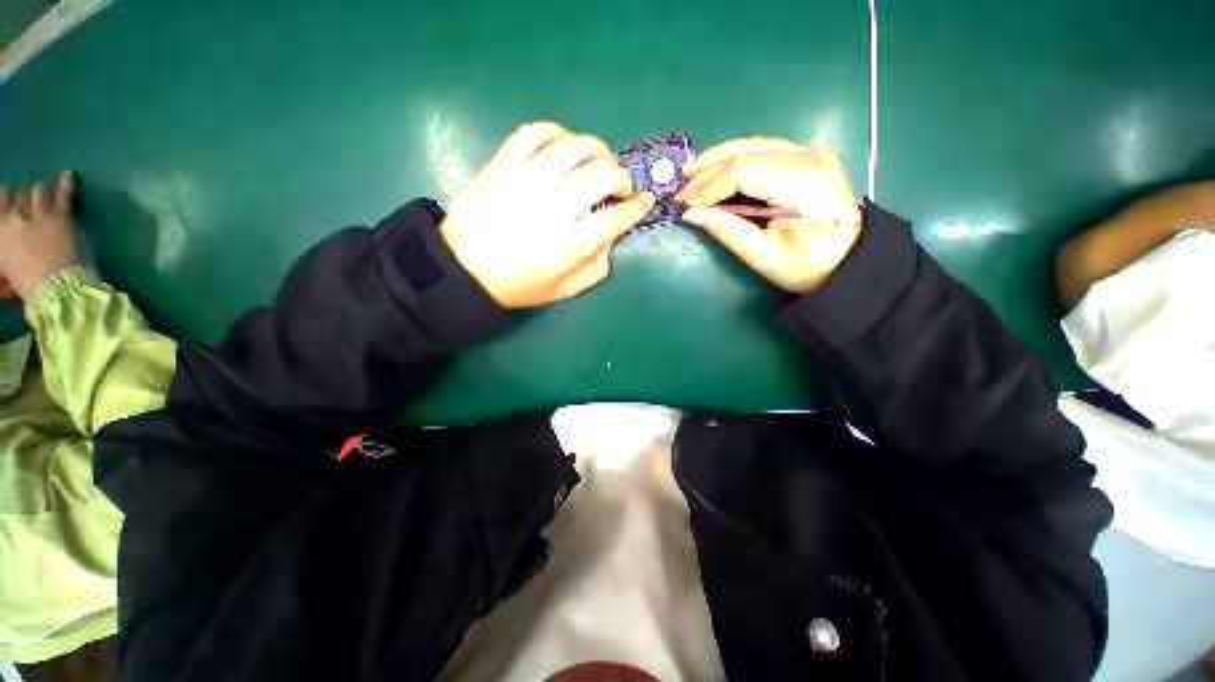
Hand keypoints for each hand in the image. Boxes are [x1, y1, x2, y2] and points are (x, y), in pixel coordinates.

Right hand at [0, 171, 82, 297]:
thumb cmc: (28, 283)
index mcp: (0, 227)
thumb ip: (4, 251)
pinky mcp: (63, 214)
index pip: (1, 200)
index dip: (7, 200)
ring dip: (42, 193)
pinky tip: (68, 174)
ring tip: (46, 197)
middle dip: (24, 198)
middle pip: (19, 195)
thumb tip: (5, 248)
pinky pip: (65, 192)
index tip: (12, 203)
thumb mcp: (4, 268)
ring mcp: (41, 211)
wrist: (57, 286)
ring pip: (39, 190)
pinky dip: (66, 182)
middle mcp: (17, 214)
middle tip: (29, 204)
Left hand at [440, 122, 655, 307]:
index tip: (645, 202)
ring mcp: (528, 178)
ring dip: (598, 152)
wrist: (463, 268)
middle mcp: (555, 204)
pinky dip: (559, 134)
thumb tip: (611, 240)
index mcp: (571, 242)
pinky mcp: (506, 162)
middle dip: (622, 179)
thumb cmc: (517, 284)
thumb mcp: (564, 290)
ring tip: (598, 164)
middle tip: (619, 189)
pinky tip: (564, 147)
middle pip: (604, 173)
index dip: (638, 208)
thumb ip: (596, 268)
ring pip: (577, 145)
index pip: (618, 217)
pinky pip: (538, 131)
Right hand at [677, 138, 862, 293]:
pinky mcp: (806, 157)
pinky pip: (762, 149)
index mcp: (803, 184)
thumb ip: (728, 232)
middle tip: (680, 191)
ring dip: (717, 158)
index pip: (743, 171)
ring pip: (752, 144)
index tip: (684, 205)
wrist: (850, 261)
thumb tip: (691, 214)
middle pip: (745, 152)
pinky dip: (734, 158)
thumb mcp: (765, 258)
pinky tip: (716, 168)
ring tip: (690, 175)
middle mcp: (809, 158)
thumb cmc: (809, 267)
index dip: (708, 186)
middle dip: (707, 171)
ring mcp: (810, 153)